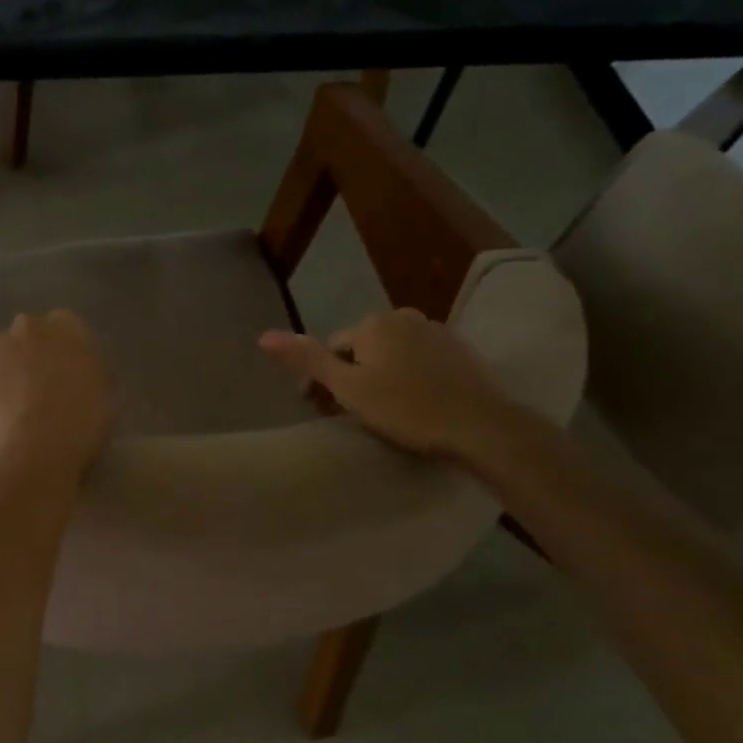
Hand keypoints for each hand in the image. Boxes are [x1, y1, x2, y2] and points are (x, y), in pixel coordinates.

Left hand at [0, 311, 114, 480]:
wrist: (44, 443)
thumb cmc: (85, 419)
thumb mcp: (105, 387)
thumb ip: (89, 367)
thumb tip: (77, 369)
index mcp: (69, 325)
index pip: (65, 325)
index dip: (62, 349)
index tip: (65, 370)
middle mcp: (32, 324)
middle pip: (29, 332)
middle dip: (32, 352)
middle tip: (40, 384)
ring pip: (0, 350)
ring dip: (5, 366)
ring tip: (13, 399)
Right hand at [259, 308, 517, 459]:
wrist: (480, 425)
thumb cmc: (406, 408)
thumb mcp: (348, 389)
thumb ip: (307, 360)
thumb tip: (263, 336)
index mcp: (373, 324)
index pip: (331, 348)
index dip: (319, 380)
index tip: (317, 411)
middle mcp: (403, 317)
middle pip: (360, 349)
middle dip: (348, 376)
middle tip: (345, 414)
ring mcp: (435, 331)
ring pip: (389, 354)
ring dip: (376, 376)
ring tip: (376, 412)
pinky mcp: (458, 351)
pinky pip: (417, 360)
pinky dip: (405, 377)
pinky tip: (409, 403)